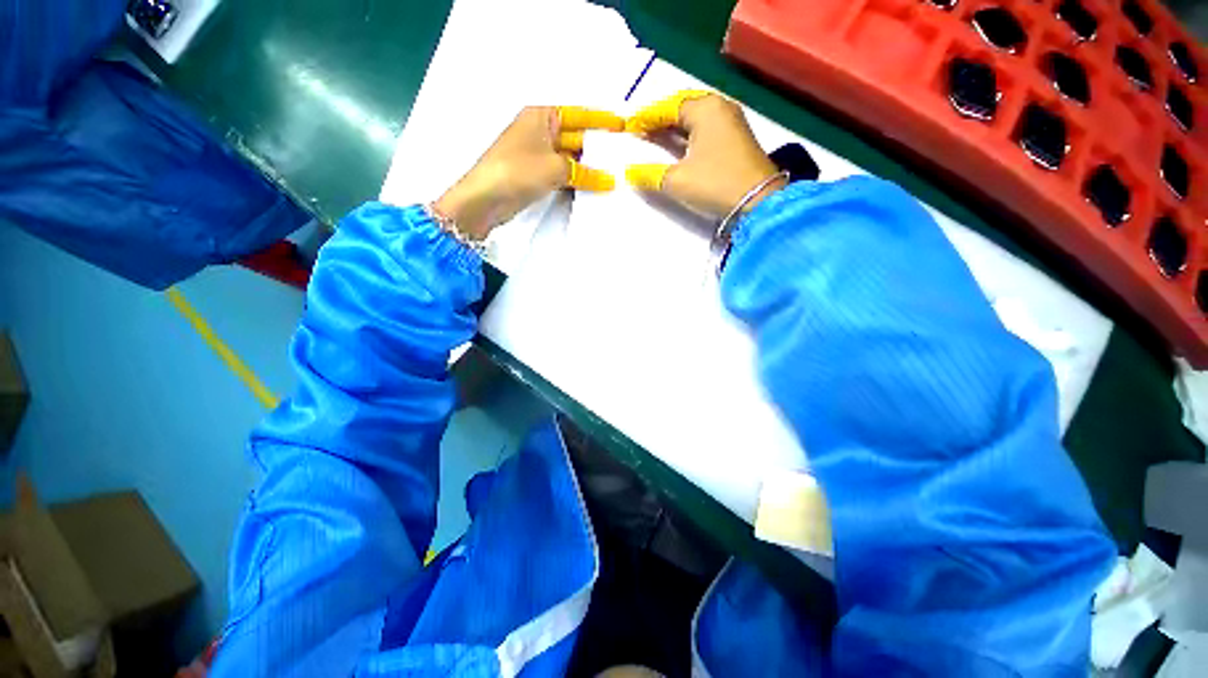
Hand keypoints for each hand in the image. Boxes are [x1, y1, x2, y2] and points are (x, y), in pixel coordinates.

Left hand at [434, 106, 624, 239]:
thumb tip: (609, 180)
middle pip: (575, 137)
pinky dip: (577, 180)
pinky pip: (563, 174)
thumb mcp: (555, 168)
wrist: (485, 199)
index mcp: (542, 117)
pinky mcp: (537, 177)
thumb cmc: (517, 171)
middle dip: (597, 147)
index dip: (601, 120)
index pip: (578, 115)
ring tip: (615, 173)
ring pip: (570, 159)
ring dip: (589, 167)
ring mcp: (538, 156)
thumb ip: (585, 173)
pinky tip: (595, 187)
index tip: (622, 127)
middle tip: (623, 156)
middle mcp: (540, 132)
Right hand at [625, 91, 786, 217]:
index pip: (668, 106)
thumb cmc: (715, 184)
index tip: (629, 127)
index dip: (646, 117)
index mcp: (705, 109)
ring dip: (674, 127)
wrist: (758, 202)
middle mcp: (720, 107)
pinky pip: (706, 129)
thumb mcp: (676, 181)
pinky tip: (679, 147)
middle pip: (683, 108)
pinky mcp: (737, 139)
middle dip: (660, 119)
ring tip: (655, 138)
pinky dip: (688, 135)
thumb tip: (630, 171)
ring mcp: (732, 122)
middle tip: (641, 131)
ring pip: (695, 118)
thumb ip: (649, 174)